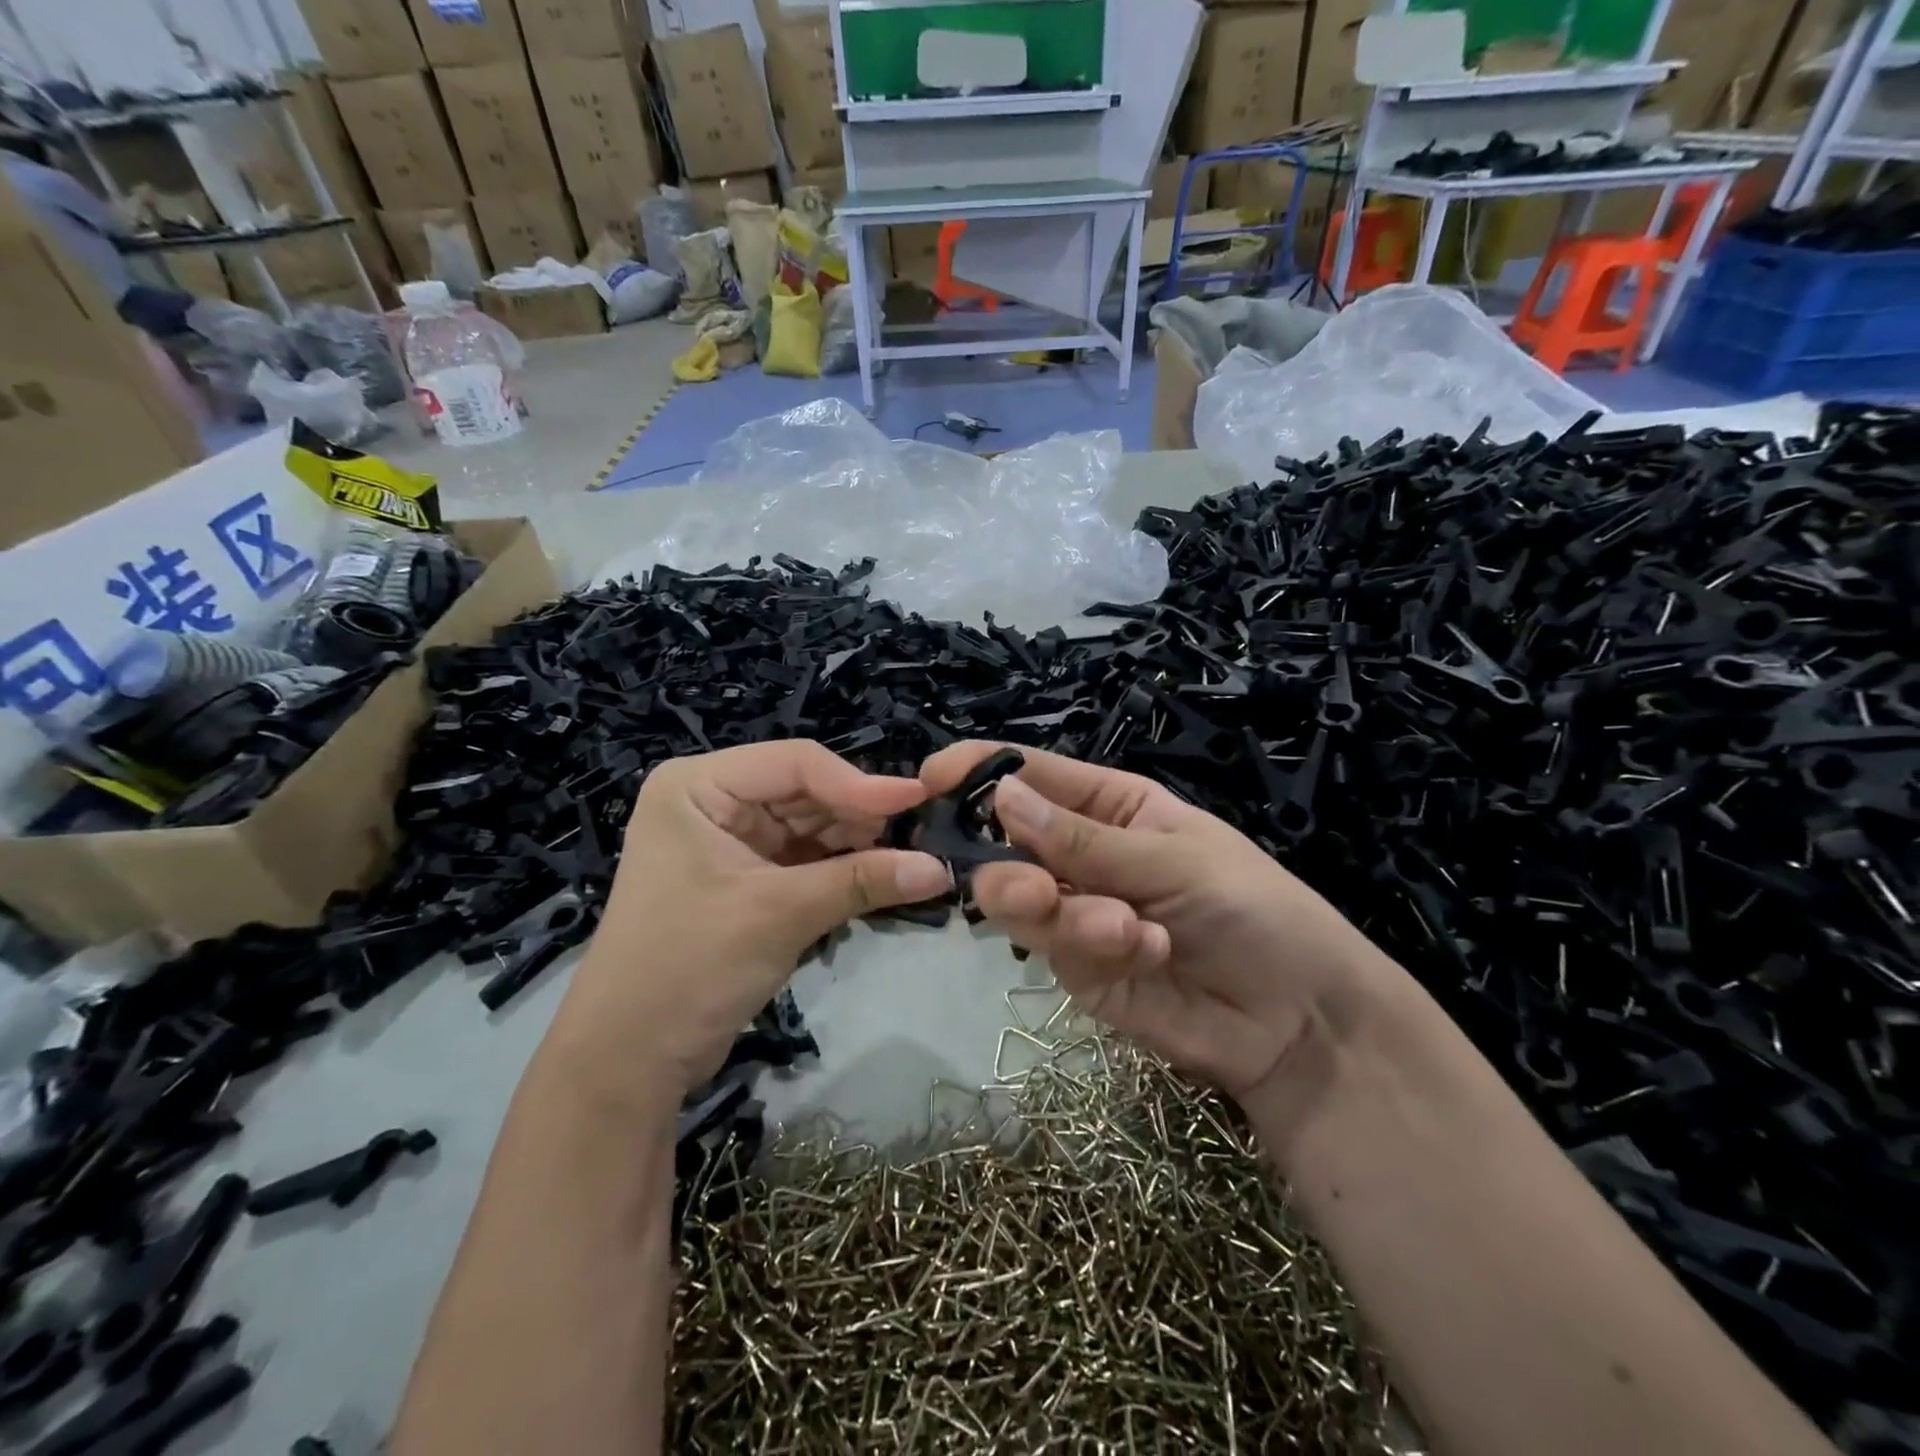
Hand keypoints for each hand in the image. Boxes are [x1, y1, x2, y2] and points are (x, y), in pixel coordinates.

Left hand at [546, 743, 951, 1103]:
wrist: (628, 1061)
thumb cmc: (690, 966)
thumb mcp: (779, 914)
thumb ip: (861, 882)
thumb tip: (940, 869)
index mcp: (698, 786)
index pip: (795, 764)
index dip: (860, 783)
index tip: (920, 801)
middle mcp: (712, 801)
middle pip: (805, 792)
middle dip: (861, 816)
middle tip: (922, 834)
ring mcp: (728, 841)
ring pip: (810, 826)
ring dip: (857, 845)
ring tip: (911, 857)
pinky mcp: (744, 879)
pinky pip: (804, 860)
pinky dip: (840, 870)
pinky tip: (881, 877)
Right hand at [922, 742, 1393, 1107]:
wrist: (1299, 1020)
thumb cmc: (1254, 909)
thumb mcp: (1176, 859)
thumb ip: (1084, 839)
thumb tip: (1000, 794)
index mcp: (1110, 806)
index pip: (1032, 776)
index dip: (980, 772)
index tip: (930, 780)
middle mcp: (1083, 855)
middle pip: (1009, 846)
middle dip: (1012, 868)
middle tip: (1032, 891)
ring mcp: (1077, 914)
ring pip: (1022, 904)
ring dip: (1062, 915)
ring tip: (1117, 928)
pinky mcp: (1080, 971)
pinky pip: (1056, 951)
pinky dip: (1095, 950)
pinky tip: (1148, 953)